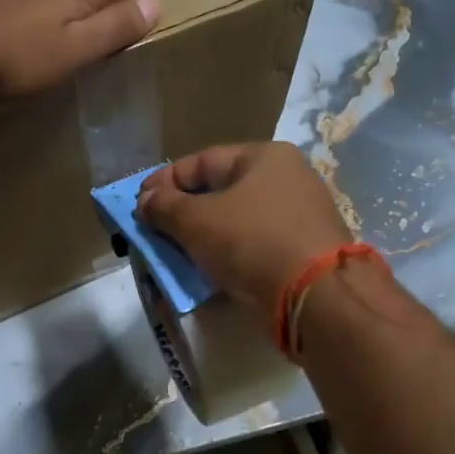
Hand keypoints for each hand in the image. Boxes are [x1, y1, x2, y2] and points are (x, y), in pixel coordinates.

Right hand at [139, 142, 351, 317]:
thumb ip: (165, 207)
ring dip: (202, 236)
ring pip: (235, 221)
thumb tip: (145, 201)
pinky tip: (207, 270)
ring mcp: (298, 216)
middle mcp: (286, 179)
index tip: (138, 204)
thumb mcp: (197, 220)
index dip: (165, 181)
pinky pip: (252, 245)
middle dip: (182, 211)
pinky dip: (226, 254)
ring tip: (175, 254)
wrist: (316, 296)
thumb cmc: (252, 242)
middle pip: (219, 191)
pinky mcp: (301, 251)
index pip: (202, 161)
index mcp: (265, 157)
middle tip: (154, 230)